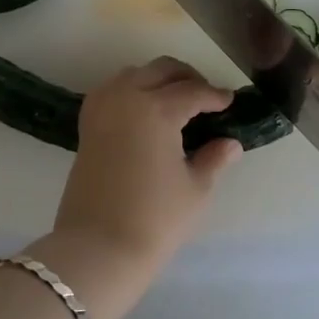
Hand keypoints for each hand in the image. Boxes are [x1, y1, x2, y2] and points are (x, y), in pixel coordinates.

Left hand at [52, 57, 242, 268]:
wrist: (98, 248)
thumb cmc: (155, 220)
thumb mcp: (195, 189)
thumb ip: (213, 158)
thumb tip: (230, 142)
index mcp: (157, 109)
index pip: (194, 92)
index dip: (216, 96)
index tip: (230, 101)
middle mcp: (127, 97)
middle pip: (162, 70)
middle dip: (187, 77)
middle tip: (206, 97)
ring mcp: (102, 108)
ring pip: (134, 73)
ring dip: (157, 78)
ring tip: (176, 101)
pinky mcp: (87, 124)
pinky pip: (112, 90)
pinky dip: (131, 90)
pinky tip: (145, 111)